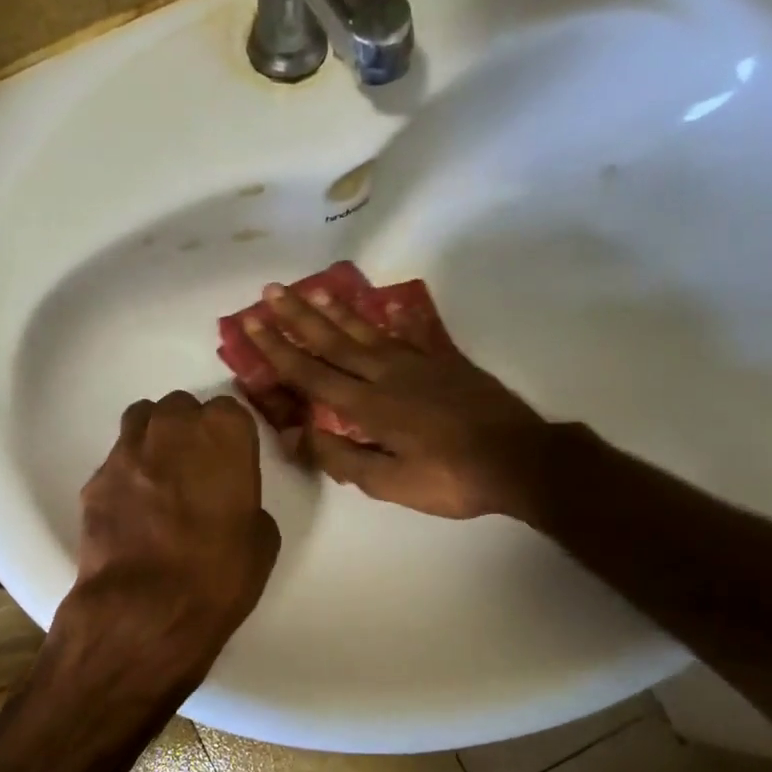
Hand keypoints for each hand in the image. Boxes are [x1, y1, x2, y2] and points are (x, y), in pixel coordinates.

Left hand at [54, 391, 280, 699]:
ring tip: (162, 476)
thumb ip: (246, 503)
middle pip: (181, 408)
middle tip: (197, 468)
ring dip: (155, 439)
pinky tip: (134, 508)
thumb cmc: (218, 575)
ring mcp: (127, 451)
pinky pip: (116, 461)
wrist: (144, 611)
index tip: (232, 462)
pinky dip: (127, 474)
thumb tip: (228, 504)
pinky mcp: (94, 480)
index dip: (231, 437)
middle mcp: (172, 429)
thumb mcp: (262, 540)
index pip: (229, 410)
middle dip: (190, 430)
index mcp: (222, 434)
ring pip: (141, 421)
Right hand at [243, 282, 546, 518]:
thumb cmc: (451, 479)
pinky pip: (411, 334)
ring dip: (336, 310)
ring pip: (367, 331)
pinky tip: (385, 307)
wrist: (519, 459)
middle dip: (298, 316)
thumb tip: (298, 435)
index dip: (277, 349)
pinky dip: (394, 319)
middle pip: (333, 341)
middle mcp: (386, 375)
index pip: (311, 373)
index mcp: (368, 406)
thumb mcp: (390, 483)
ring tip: (313, 288)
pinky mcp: (445, 362)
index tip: (251, 323)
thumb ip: (342, 458)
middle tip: (271, 289)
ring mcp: (418, 364)